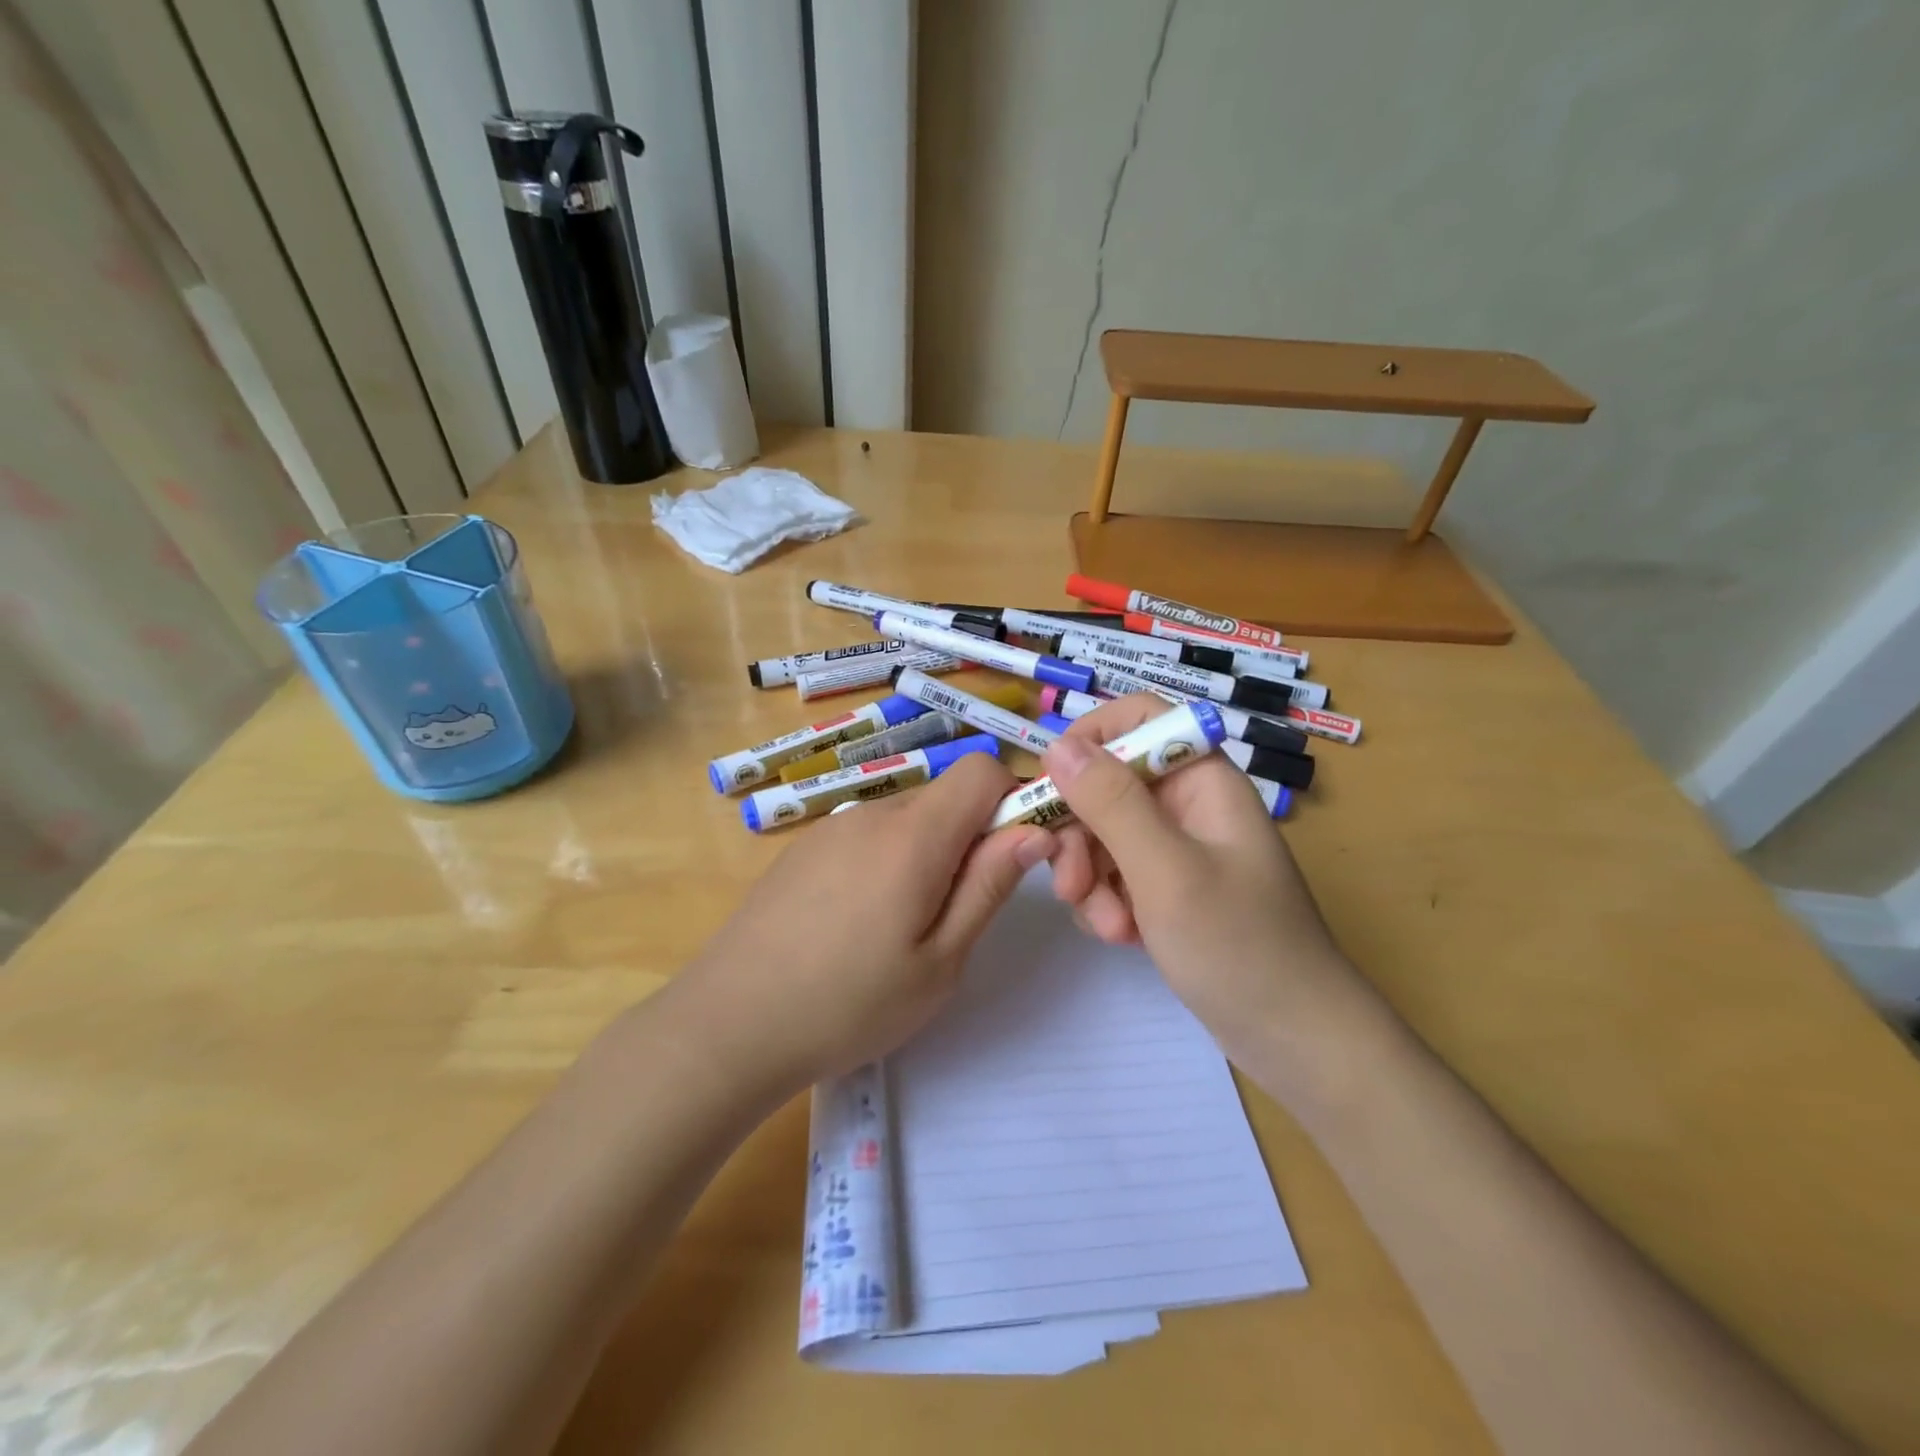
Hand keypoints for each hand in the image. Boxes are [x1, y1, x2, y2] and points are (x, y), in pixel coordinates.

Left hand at [668, 753, 1053, 1097]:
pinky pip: (867, 837)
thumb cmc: (848, 1005)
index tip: (1015, 858)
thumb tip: (1033, 830)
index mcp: (913, 835)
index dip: (1013, 801)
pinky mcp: (803, 849)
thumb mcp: (940, 962)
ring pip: (907, 819)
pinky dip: (887, 862)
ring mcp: (831, 828)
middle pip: (945, 797)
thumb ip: (989, 886)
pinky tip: (857, 924)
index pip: (983, 770)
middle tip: (957, 914)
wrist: (726, 1026)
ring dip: (927, 855)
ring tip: (902, 929)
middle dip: (971, 838)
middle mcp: (872, 814)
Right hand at [1042, 695, 1358, 1058]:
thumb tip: (1057, 745)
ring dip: (1091, 877)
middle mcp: (1188, 804)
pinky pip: (1116, 873)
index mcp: (1202, 779)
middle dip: (1081, 832)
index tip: (1053, 786)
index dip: (1090, 739)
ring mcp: (1178, 848)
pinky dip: (1107, 901)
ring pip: (1104, 833)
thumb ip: (1111, 802)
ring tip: (1108, 926)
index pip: (1139, 718)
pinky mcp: (1169, 888)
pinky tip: (1121, 937)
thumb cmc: (1239, 946)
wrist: (1295, 1040)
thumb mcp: (1166, 870)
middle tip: (1071, 885)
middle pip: (1109, 782)